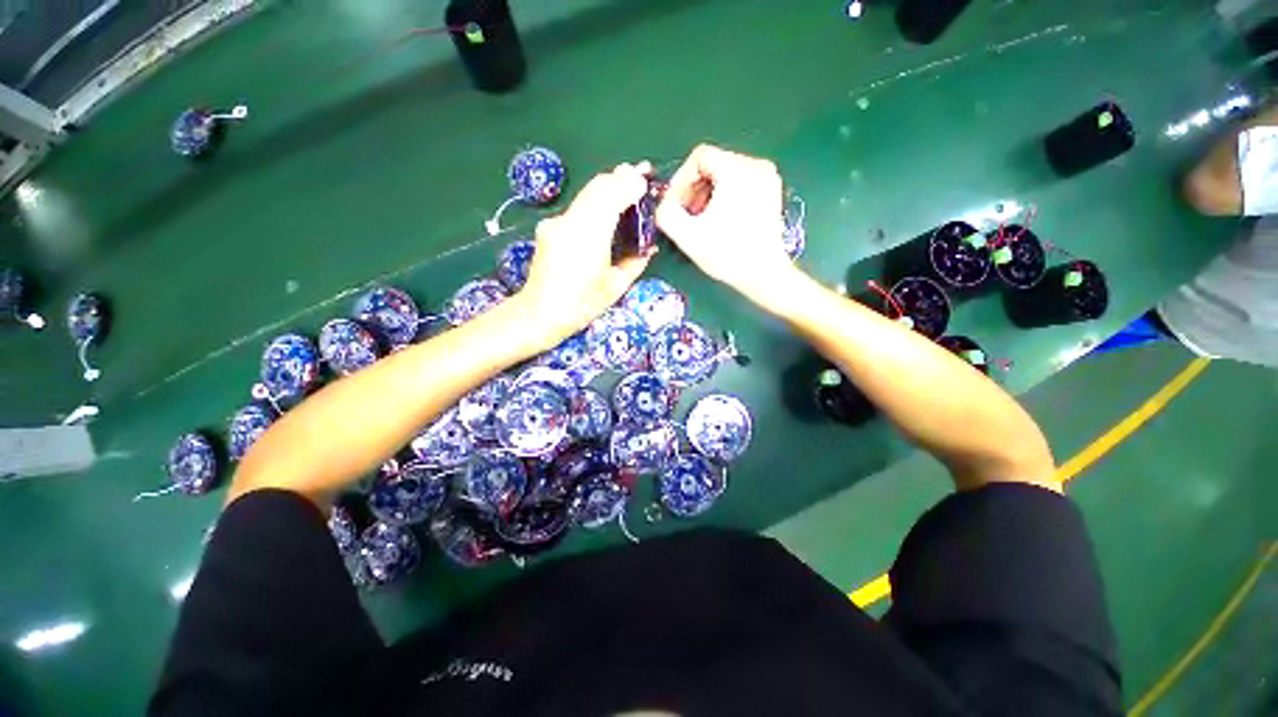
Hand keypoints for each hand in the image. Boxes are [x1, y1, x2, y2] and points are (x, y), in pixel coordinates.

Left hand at [518, 162, 654, 347]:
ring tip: (625, 187)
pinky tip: (604, 212)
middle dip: (619, 177)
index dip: (629, 184)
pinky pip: (577, 208)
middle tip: (639, 174)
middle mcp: (570, 222)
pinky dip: (594, 202)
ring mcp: (556, 222)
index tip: (645, 177)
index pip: (611, 196)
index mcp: (590, 237)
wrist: (540, 312)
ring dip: (607, 188)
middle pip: (597, 187)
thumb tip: (649, 248)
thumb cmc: (582, 305)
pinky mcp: (549, 227)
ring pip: (586, 194)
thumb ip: (635, 262)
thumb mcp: (616, 287)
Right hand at [656, 145, 794, 301]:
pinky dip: (724, 197)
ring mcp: (768, 178)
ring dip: (707, 194)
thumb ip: (666, 212)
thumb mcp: (687, 235)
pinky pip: (739, 183)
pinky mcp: (772, 191)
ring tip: (701, 221)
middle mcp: (756, 165)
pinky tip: (720, 220)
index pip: (700, 156)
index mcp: (737, 169)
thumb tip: (664, 202)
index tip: (676, 205)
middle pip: (713, 164)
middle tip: (686, 216)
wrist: (764, 275)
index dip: (681, 179)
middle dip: (694, 189)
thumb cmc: (726, 255)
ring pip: (725, 174)